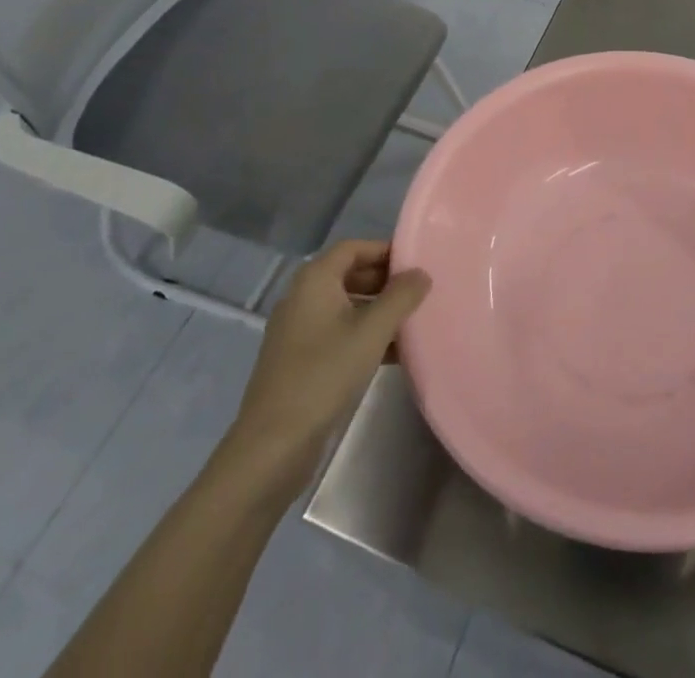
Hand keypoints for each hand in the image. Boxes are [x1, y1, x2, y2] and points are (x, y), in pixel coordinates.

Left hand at [228, 240, 429, 491]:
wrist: (273, 446)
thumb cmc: (324, 375)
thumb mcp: (372, 332)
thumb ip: (401, 297)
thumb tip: (422, 273)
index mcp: (314, 280)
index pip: (354, 248)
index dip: (385, 251)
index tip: (416, 264)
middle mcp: (302, 297)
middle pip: (349, 274)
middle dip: (384, 281)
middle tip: (418, 293)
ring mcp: (298, 330)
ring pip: (345, 306)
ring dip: (377, 311)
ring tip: (412, 323)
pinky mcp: (299, 360)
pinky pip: (337, 333)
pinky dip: (363, 335)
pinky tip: (392, 355)